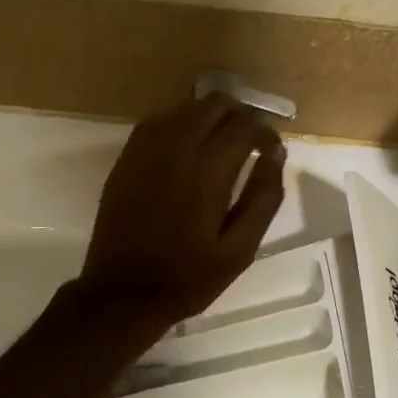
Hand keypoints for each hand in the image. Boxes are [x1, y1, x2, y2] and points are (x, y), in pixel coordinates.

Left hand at [78, 93, 286, 332]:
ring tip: (221, 143)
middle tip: (249, 142)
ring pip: (185, 108)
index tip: (272, 150)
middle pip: (214, 105)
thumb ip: (263, 197)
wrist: (122, 292)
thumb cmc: (188, 277)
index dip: (265, 132)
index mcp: (206, 170)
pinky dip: (180, 124)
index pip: (245, 125)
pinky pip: (158, 122)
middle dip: (239, 116)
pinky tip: (187, 148)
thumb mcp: (240, 248)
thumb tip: (275, 154)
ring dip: (209, 117)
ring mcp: (145, 149)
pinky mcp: (126, 157)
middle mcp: (174, 148)